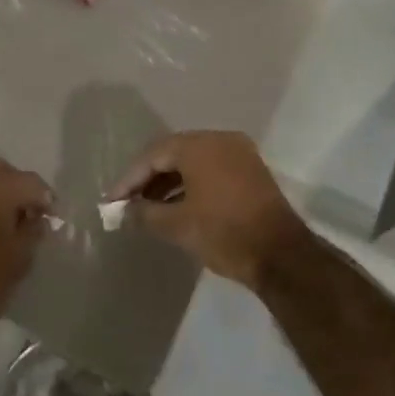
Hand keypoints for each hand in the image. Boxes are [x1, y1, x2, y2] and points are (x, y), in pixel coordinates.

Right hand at [105, 131, 307, 287]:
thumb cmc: (224, 233)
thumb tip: (123, 211)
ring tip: (149, 208)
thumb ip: (144, 214)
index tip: (112, 201)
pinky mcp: (251, 170)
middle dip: (148, 178)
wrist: (282, 255)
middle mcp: (220, 140)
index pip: (153, 155)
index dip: (129, 179)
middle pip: (173, 153)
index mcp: (199, 146)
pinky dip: (191, 183)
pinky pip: (212, 168)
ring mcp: (239, 153)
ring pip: (193, 161)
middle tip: (128, 203)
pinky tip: (178, 206)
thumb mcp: (177, 226)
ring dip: (169, 182)